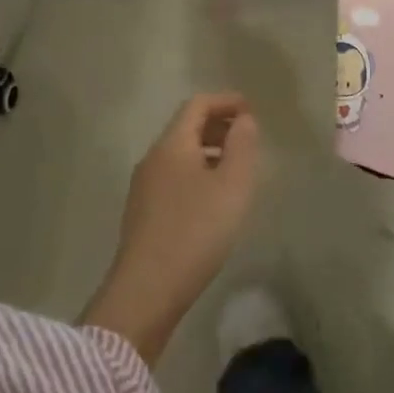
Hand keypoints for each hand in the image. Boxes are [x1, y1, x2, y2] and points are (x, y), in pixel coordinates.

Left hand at [81, 93, 262, 364]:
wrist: (146, 291)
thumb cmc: (195, 231)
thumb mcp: (232, 186)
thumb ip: (242, 146)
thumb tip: (243, 119)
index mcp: (172, 144)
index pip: (197, 105)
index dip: (225, 101)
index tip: (251, 109)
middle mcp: (153, 158)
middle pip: (185, 127)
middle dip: (217, 125)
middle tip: (247, 138)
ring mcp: (143, 186)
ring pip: (179, 154)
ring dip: (208, 151)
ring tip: (235, 169)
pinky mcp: (142, 213)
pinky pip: (173, 176)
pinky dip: (196, 172)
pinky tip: (212, 199)